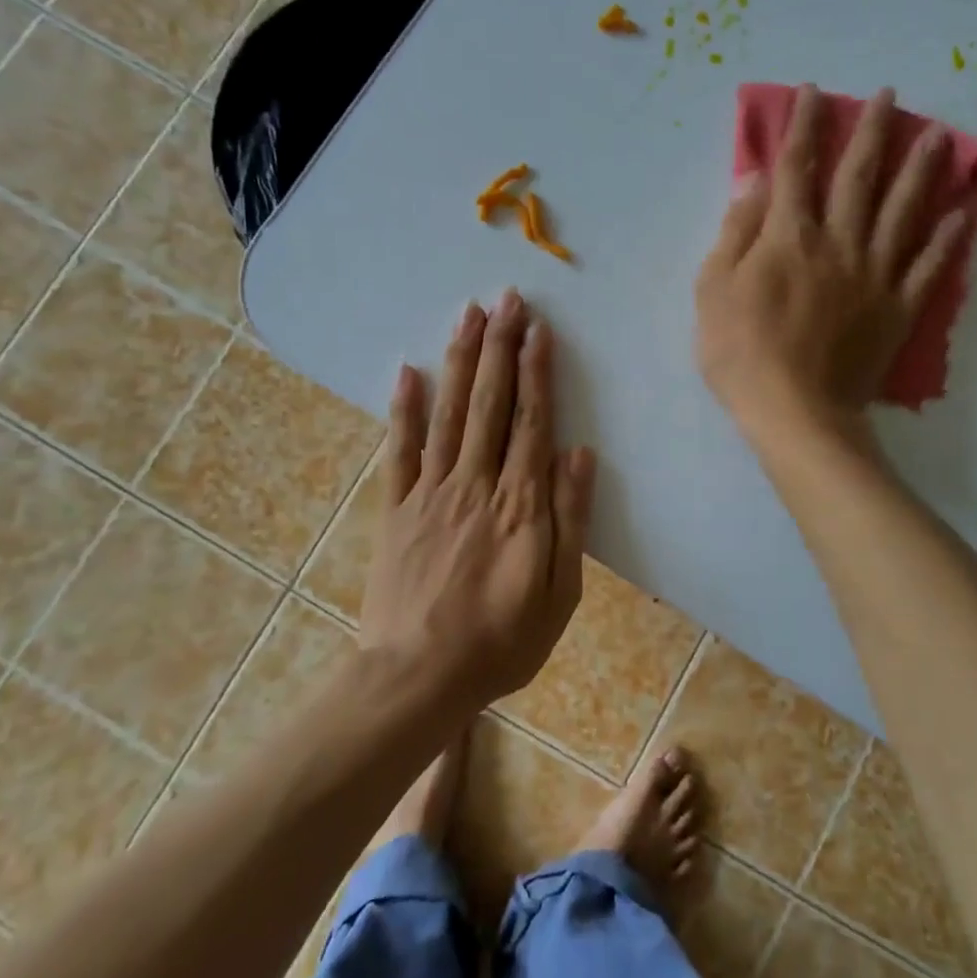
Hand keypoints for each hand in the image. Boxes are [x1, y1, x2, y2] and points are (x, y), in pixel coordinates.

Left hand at [359, 290, 595, 709]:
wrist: (417, 678)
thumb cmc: (501, 642)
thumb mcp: (559, 593)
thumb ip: (570, 519)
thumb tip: (579, 454)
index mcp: (520, 504)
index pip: (531, 422)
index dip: (536, 373)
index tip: (538, 330)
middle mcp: (476, 484)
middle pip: (490, 404)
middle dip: (500, 348)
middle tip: (505, 299)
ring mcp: (431, 493)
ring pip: (449, 414)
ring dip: (460, 361)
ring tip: (468, 316)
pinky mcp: (397, 509)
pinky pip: (400, 451)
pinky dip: (404, 410)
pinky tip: (408, 372)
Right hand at [695, 84, 962, 439]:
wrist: (794, 412)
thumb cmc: (740, 353)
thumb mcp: (713, 289)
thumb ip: (736, 231)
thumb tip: (757, 180)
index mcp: (789, 237)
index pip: (797, 168)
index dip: (803, 126)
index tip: (814, 92)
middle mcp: (838, 243)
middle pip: (858, 177)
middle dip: (871, 132)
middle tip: (889, 96)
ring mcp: (874, 276)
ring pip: (902, 212)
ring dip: (920, 170)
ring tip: (940, 136)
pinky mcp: (897, 310)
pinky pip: (927, 269)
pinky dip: (947, 241)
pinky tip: (963, 215)